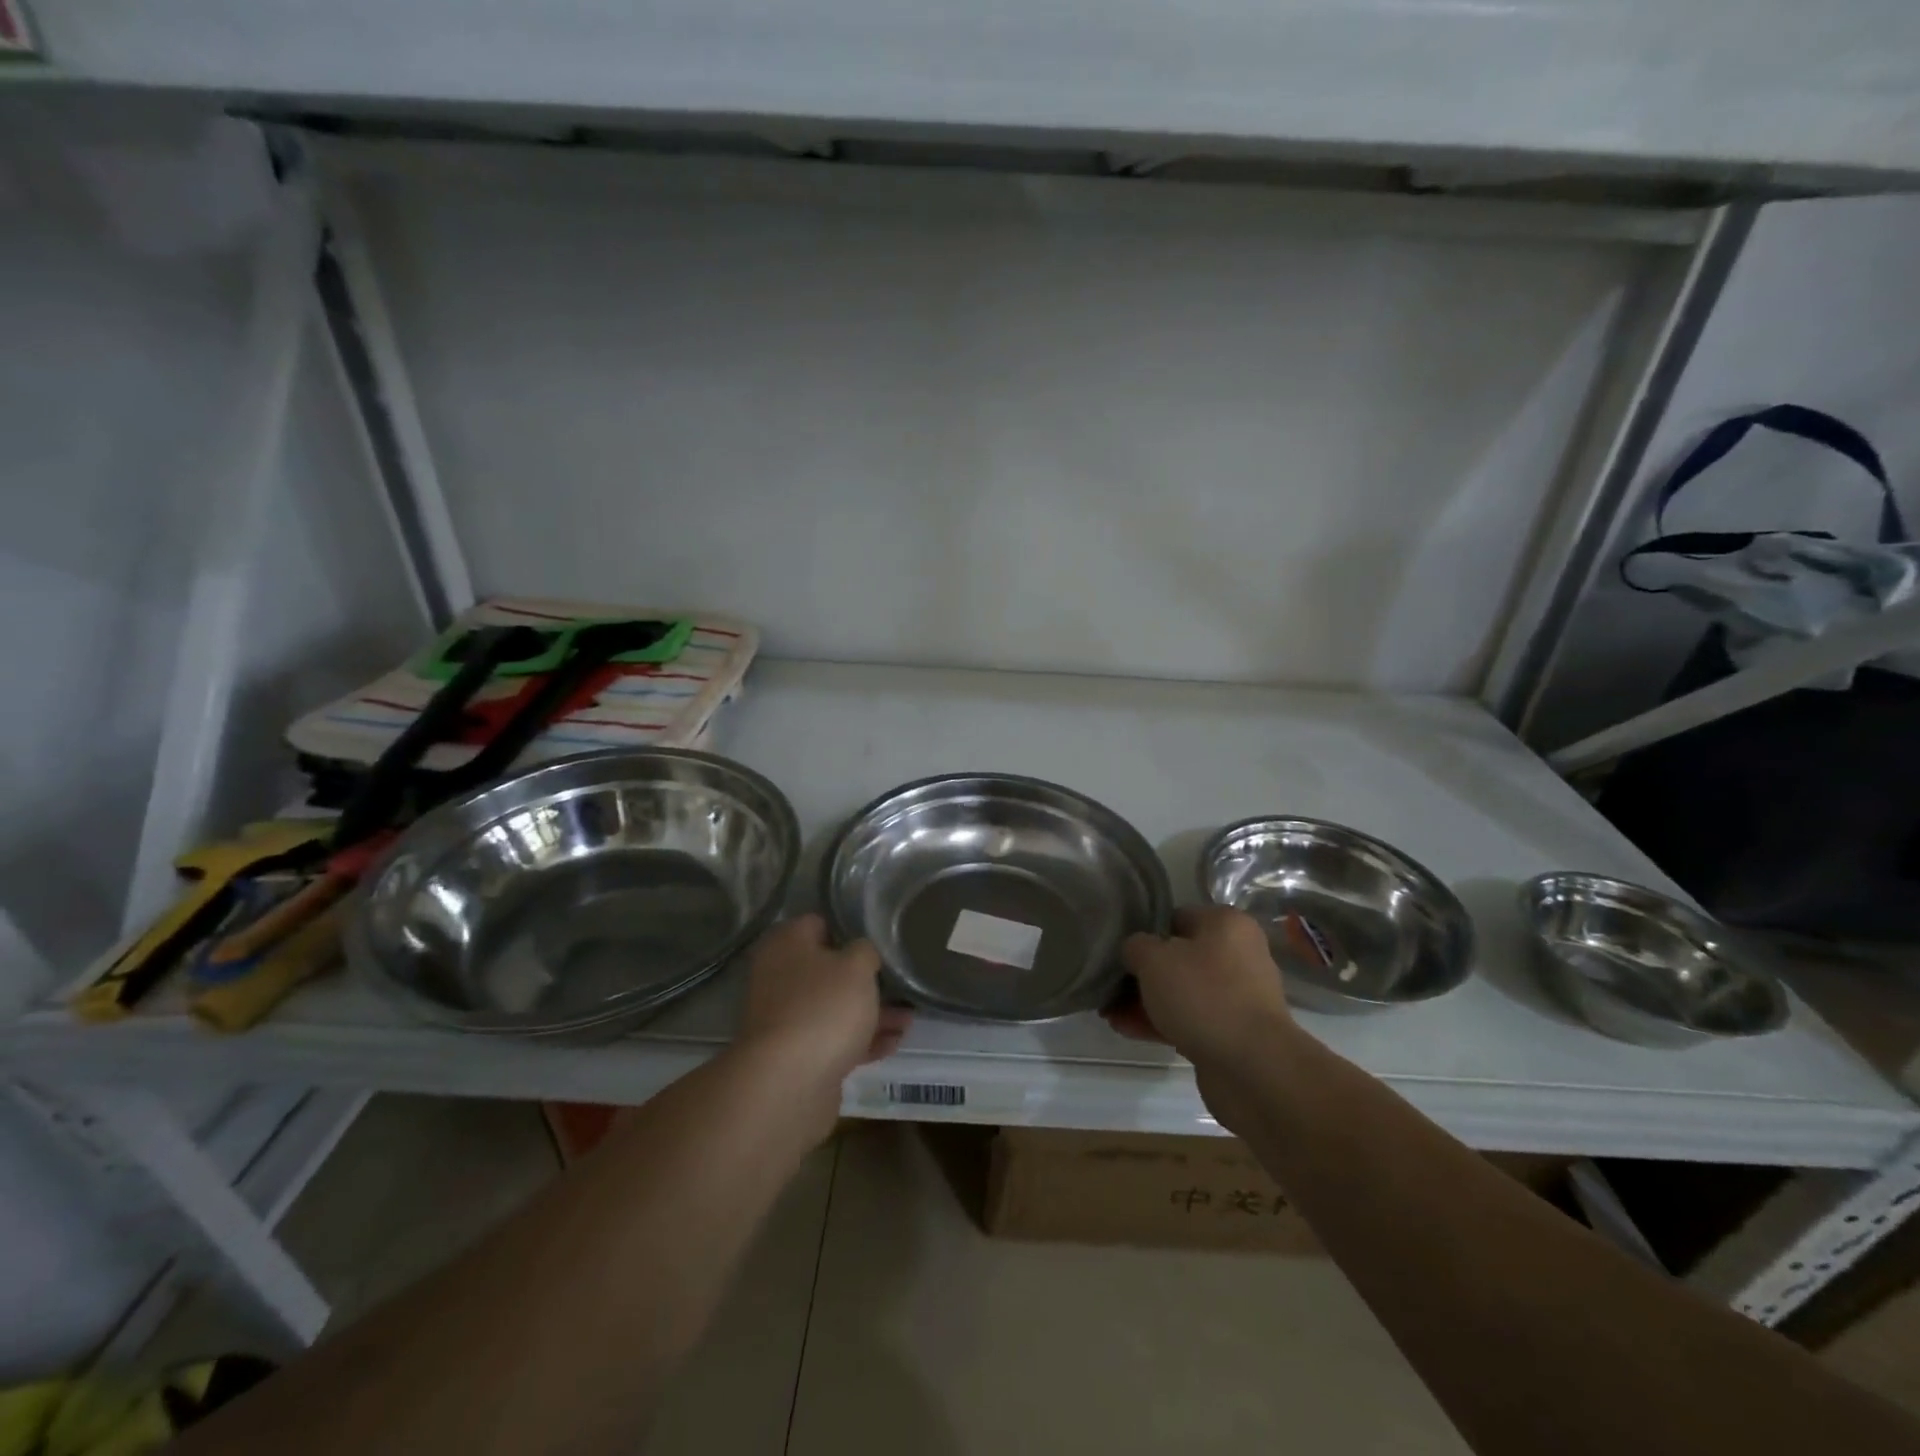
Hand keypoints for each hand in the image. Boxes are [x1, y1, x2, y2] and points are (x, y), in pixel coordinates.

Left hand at [736, 914, 910, 1085]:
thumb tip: (860, 953)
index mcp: (786, 945)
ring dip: (871, 1013)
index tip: (880, 940)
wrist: (788, 1084)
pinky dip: (862, 1040)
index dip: (850, 929)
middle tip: (899, 982)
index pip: (819, 923)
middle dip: (865, 979)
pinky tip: (894, 1043)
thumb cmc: (824, 1008)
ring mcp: (787, 1019)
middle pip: (828, 970)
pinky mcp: (797, 1056)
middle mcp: (780, 978)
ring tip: (909, 1018)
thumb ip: (865, 950)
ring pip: (834, 1008)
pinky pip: (834, 1040)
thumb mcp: (857, 966)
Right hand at [1105, 906, 1295, 1065]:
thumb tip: (1135, 951)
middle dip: (1143, 974)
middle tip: (1111, 985)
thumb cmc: (1203, 996)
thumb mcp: (1153, 959)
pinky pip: (1190, 1020)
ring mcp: (1238, 996)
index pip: (1176, 917)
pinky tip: (1128, 1031)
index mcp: (1227, 924)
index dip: (1146, 933)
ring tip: (1110, 1014)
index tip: (1121, 951)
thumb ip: (1135, 946)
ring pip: (1182, 991)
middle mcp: (1239, 955)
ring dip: (1147, 1001)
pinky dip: (1162, 1023)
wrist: (1253, 1067)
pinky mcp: (1234, 1032)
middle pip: (1179, 957)